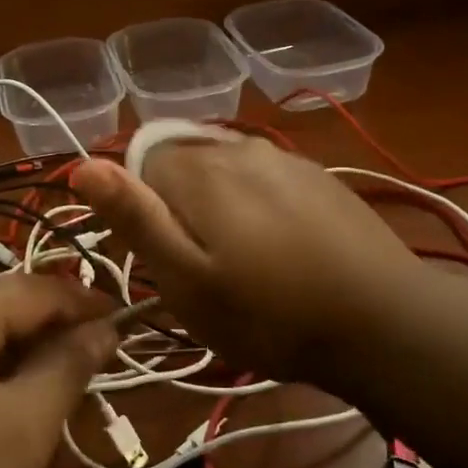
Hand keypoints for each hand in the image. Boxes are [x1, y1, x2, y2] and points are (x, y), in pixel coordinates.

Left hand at [0, 275, 116, 467]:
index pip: (34, 288)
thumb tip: (106, 328)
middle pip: (2, 308)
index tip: (127, 325)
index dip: (85, 303)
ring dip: (22, 360)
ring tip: (59, 396)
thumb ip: (67, 367)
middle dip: (53, 335)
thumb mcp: (23, 428)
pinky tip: (7, 414)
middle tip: (97, 370)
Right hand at [72, 137, 425, 385]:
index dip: (136, 209)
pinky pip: (262, 179)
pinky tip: (278, 249)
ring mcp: (284, 158)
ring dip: (216, 206)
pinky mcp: (318, 176)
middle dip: (176, 206)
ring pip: (222, 170)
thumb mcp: (186, 280)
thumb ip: (135, 218)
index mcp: (197, 169)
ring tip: (240, 263)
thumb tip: (83, 164)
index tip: (157, 258)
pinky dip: (254, 205)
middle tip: (198, 269)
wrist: (383, 321)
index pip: (137, 163)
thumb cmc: (269, 313)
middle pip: (180, 163)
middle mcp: (237, 146)